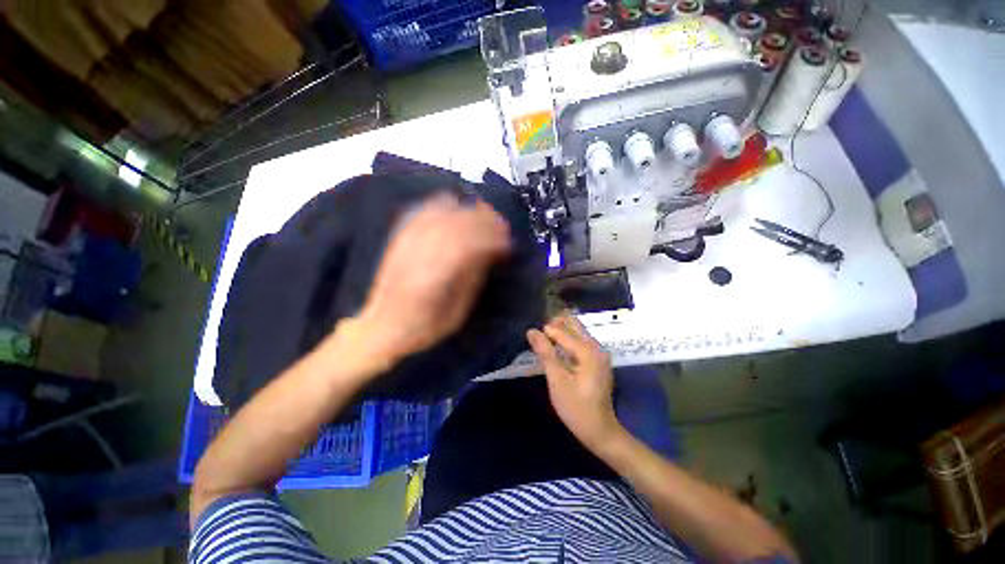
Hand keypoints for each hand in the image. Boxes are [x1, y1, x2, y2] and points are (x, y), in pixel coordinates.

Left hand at [351, 193, 510, 362]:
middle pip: (456, 223)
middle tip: (502, 228)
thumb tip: (491, 252)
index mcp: (433, 277)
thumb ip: (471, 280)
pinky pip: (423, 210)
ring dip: (466, 210)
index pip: (467, 244)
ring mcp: (406, 241)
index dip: (491, 238)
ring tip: (483, 216)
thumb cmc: (420, 328)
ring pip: (440, 212)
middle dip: (484, 220)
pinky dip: (443, 204)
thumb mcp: (454, 314)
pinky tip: (455, 207)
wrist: (380, 326)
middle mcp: (418, 253)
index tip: (508, 243)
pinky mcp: (399, 237)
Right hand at [527, 314, 622, 451]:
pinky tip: (559, 350)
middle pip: (577, 329)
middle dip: (559, 325)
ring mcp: (601, 358)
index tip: (531, 330)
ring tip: (545, 337)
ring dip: (564, 334)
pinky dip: (571, 344)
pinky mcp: (599, 367)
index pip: (565, 332)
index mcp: (589, 351)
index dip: (548, 330)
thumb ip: (546, 354)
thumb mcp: (557, 380)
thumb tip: (532, 332)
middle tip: (538, 330)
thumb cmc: (575, 407)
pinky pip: (584, 347)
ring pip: (581, 337)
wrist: (598, 428)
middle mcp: (598, 350)